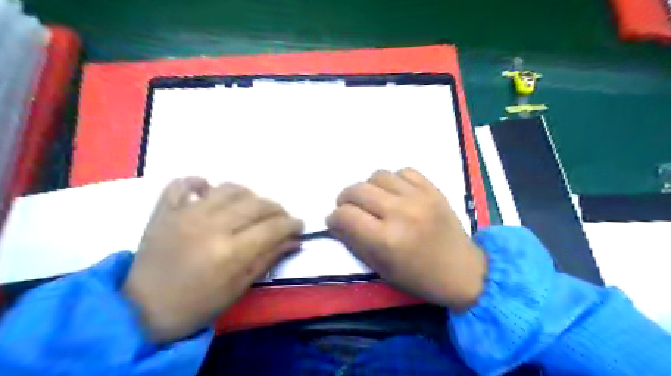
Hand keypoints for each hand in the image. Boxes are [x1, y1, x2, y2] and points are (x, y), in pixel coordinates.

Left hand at [123, 178, 303, 341]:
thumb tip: (293, 241)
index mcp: (231, 252)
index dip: (292, 224)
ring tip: (250, 207)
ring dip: (247, 195)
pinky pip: (183, 183)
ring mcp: (186, 213)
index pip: (273, 227)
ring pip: (229, 188)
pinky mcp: (166, 210)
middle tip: (280, 219)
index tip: (299, 226)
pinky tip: (209, 191)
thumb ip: (268, 258)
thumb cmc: (198, 304)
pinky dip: (199, 182)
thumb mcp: (240, 287)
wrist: (142, 310)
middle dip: (277, 209)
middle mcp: (211, 226)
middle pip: (257, 204)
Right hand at [328, 169, 484, 312]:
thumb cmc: (418, 277)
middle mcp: (400, 213)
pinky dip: (394, 181)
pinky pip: (404, 171)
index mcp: (386, 240)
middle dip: (345, 199)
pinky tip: (396, 193)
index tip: (336, 222)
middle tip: (349, 209)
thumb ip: (354, 242)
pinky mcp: (433, 189)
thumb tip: (336, 222)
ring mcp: (419, 198)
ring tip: (374, 200)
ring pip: (378, 175)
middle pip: (358, 190)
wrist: (461, 271)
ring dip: (369, 188)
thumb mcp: (380, 268)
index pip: (345, 215)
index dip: (334, 217)